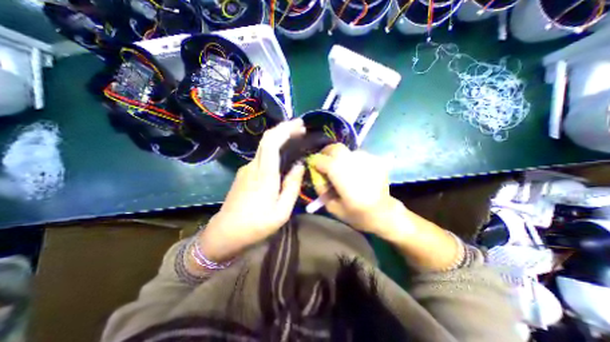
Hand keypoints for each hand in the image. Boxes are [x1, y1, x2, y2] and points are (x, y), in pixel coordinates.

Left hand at [199, 120, 305, 261]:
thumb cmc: (256, 225)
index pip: (271, 142)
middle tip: (301, 129)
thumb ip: (292, 186)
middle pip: (267, 139)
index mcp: (264, 175)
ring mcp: (246, 169)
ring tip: (295, 141)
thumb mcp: (282, 211)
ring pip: (264, 147)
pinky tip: (282, 158)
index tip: (299, 125)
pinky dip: (274, 151)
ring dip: (280, 140)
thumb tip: (299, 165)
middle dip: (284, 129)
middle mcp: (253, 166)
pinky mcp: (244, 174)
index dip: (285, 129)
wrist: (225, 234)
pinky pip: (261, 157)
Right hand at [310, 143, 462, 270]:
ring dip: (339, 158)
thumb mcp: (332, 206)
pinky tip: (354, 172)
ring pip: (346, 151)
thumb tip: (316, 174)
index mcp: (341, 174)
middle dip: (326, 153)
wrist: (384, 213)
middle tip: (324, 162)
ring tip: (341, 170)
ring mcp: (366, 159)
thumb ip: (321, 188)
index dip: (314, 162)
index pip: (322, 160)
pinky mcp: (375, 160)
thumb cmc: (357, 214)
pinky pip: (357, 155)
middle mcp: (353, 162)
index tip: (312, 166)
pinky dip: (351, 161)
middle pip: (335, 148)